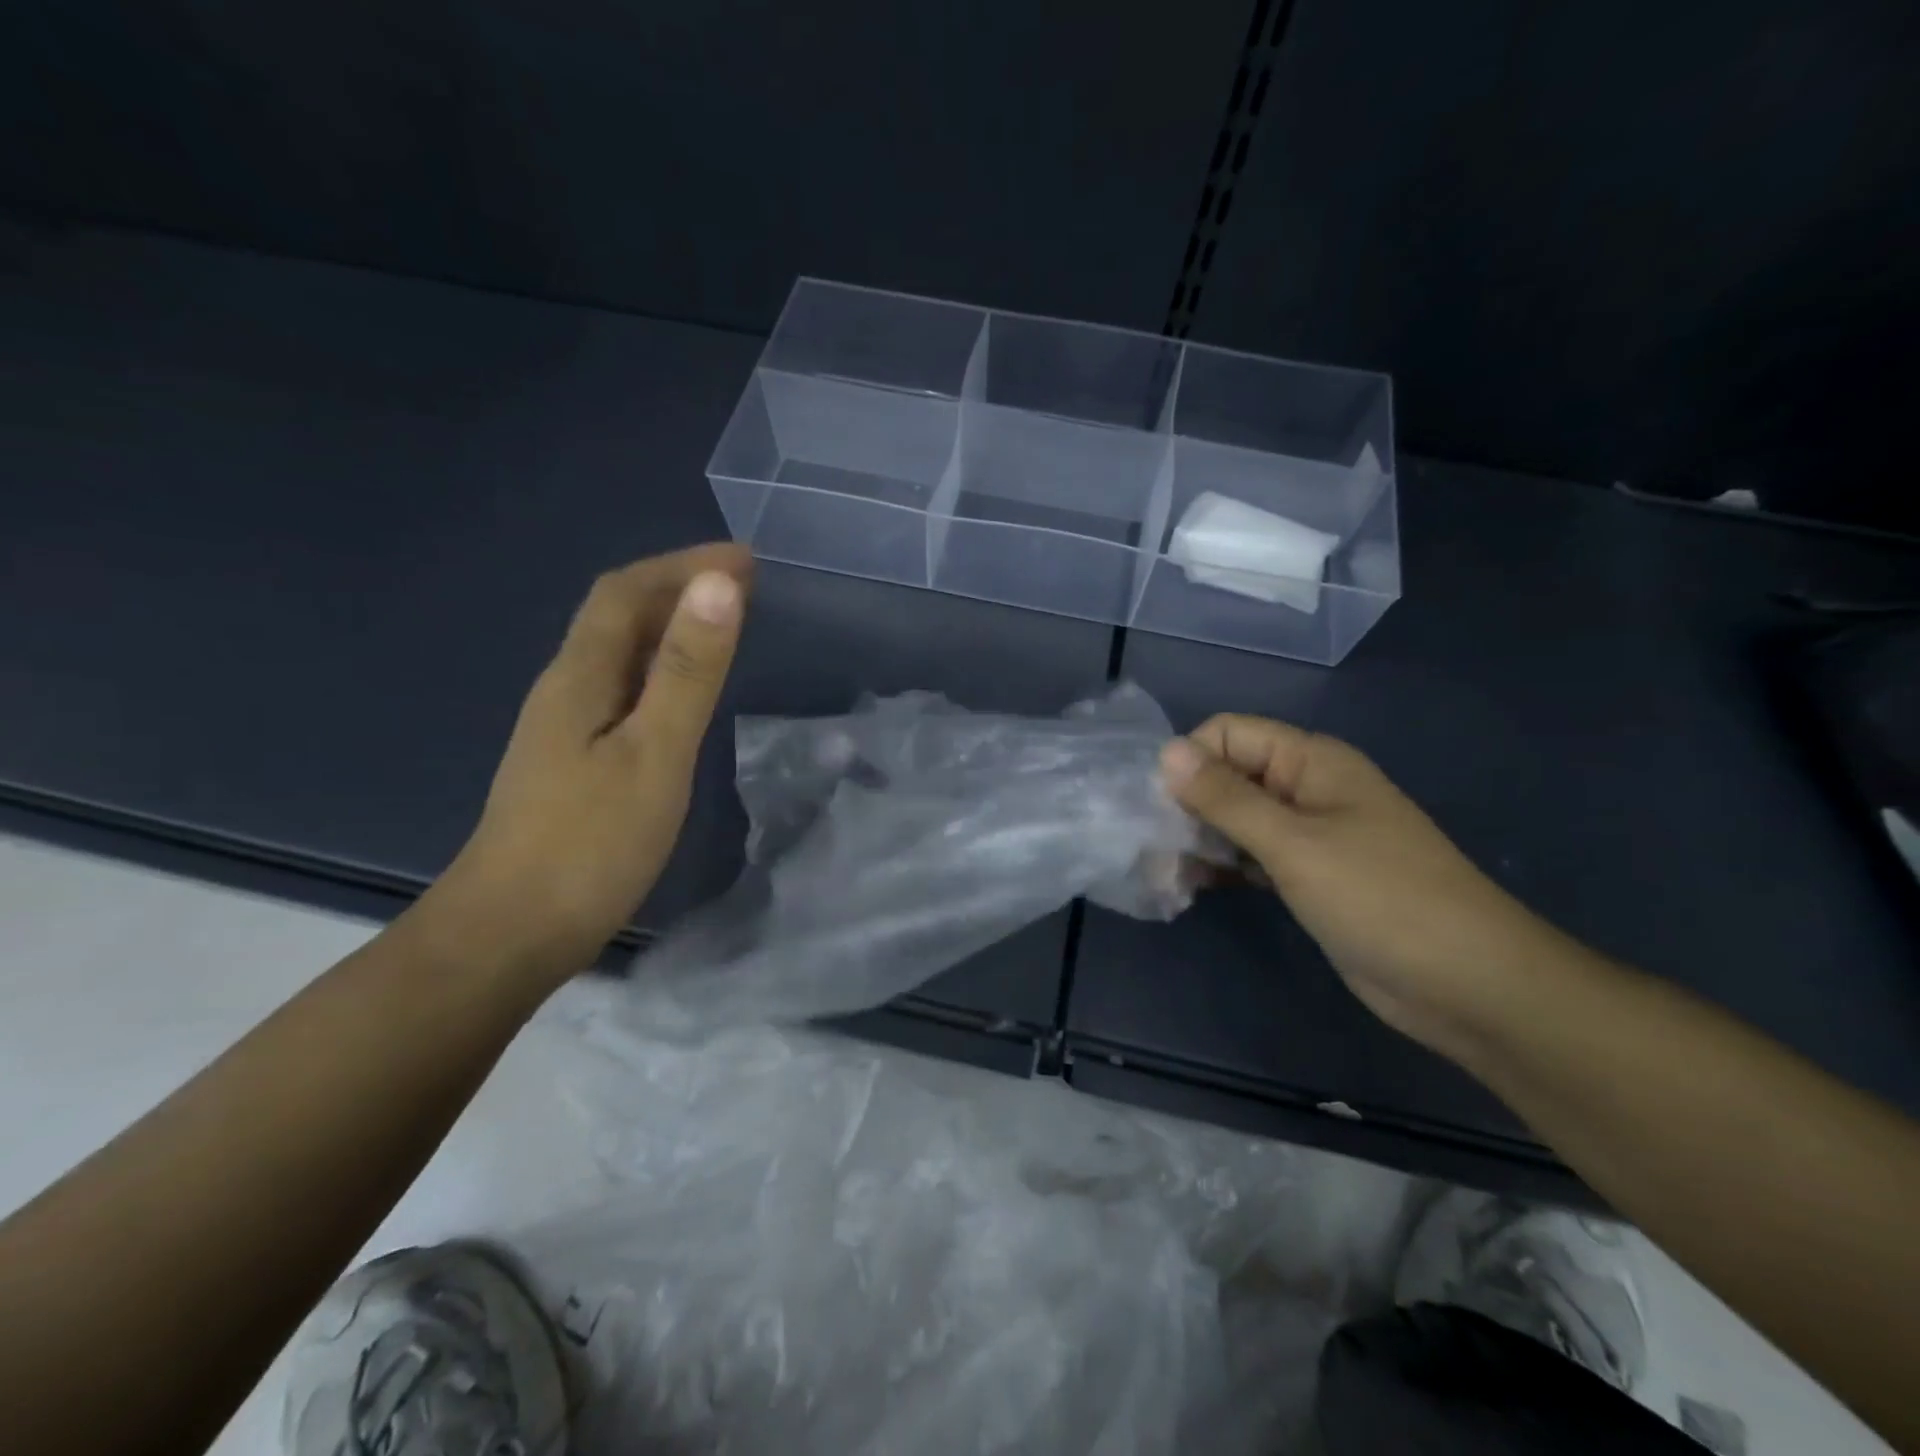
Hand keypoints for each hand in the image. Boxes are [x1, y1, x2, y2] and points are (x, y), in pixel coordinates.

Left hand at [427, 545, 751, 981]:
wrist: (509, 934)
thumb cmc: (590, 844)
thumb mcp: (655, 752)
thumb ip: (689, 671)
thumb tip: (719, 585)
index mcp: (580, 676)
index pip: (627, 592)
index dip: (683, 565)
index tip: (745, 558)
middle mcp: (566, 689)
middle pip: (618, 616)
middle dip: (679, 587)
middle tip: (745, 585)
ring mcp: (564, 728)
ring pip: (619, 654)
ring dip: (670, 627)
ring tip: (723, 625)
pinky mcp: (573, 763)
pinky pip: (622, 691)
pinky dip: (661, 670)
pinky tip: (683, 694)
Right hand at [1161, 715, 1583, 1060]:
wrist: (1468, 984)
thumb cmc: (1380, 899)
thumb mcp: (1294, 843)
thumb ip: (1226, 797)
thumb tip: (1166, 751)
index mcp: (1311, 761)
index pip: (1228, 733)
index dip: (1190, 761)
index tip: (1160, 807)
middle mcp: (1306, 788)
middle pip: (1228, 775)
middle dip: (1187, 804)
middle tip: (1153, 848)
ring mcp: (1309, 834)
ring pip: (1236, 818)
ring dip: (1199, 839)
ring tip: (1166, 874)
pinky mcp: (1308, 875)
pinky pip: (1251, 855)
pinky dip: (1222, 866)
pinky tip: (1193, 888)